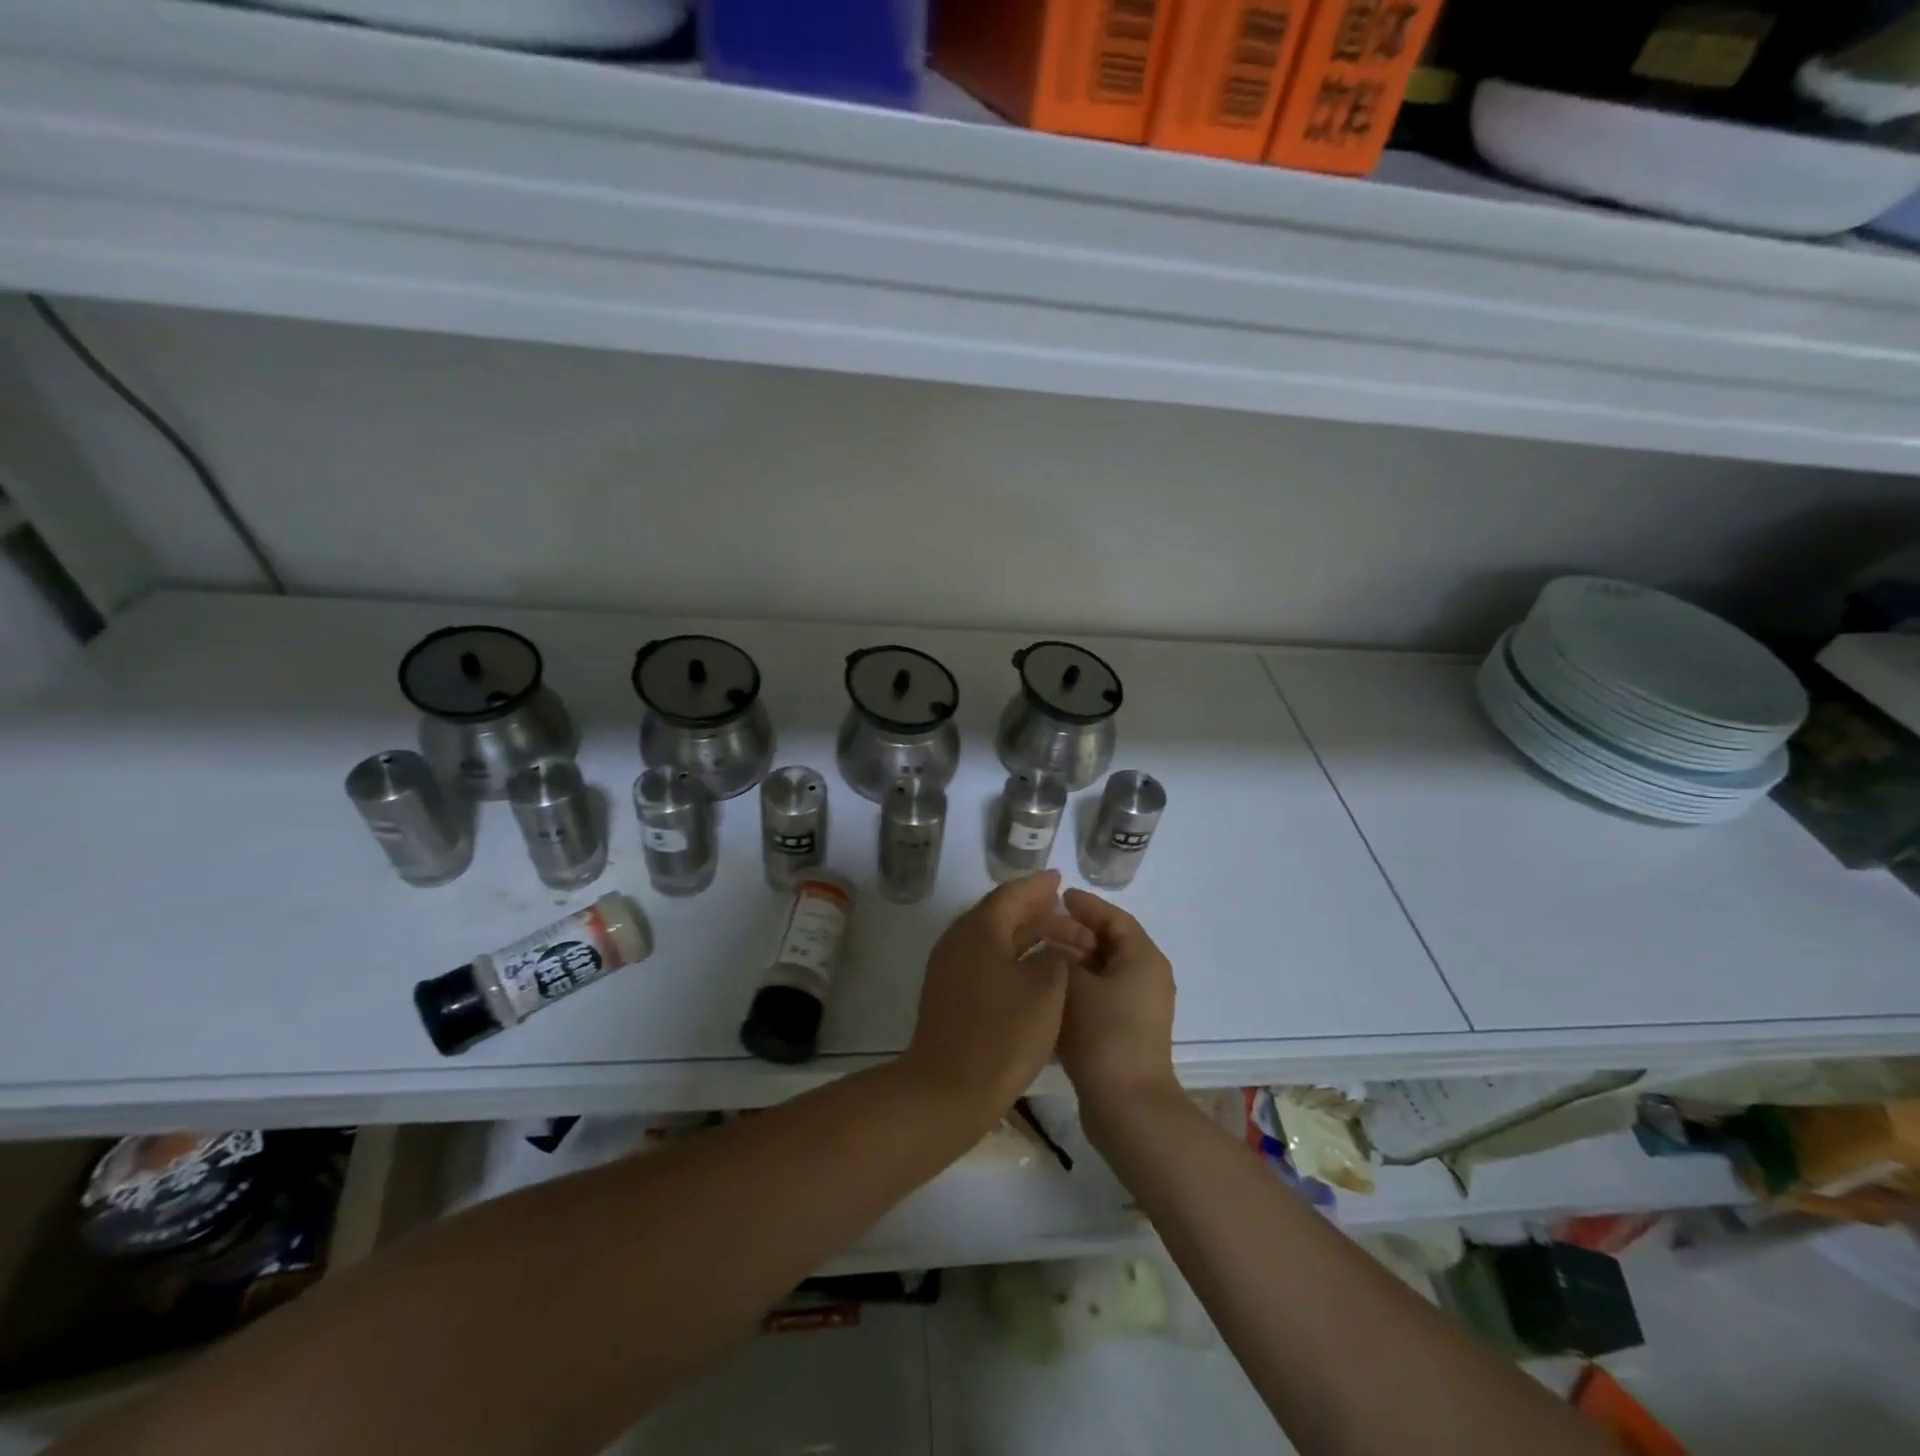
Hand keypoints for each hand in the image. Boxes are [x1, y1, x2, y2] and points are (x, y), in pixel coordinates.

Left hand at [900, 871, 1095, 1125]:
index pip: (1010, 895)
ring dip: (1023, 935)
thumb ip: (1053, 957)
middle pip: (998, 914)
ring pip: (991, 939)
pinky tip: (1031, 970)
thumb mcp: (1045, 990)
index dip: (1038, 887)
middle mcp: (958, 940)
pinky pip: (983, 960)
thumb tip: (1049, 950)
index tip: (1059, 879)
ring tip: (1055, 938)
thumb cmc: (1003, 1034)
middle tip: (1063, 908)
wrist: (948, 1089)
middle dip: (1033, 910)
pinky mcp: (948, 993)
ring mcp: (949, 968)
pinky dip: (1009, 957)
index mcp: (979, 930)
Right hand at [1057, 889, 1179, 1127]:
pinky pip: (1099, 995)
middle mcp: (1146, 977)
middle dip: (1074, 932)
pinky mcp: (1125, 1031)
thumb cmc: (1103, 1033)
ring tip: (1036, 954)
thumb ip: (1059, 957)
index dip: (1087, 905)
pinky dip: (1076, 986)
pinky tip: (1046, 988)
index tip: (1058, 895)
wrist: (1126, 1105)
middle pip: (1108, 943)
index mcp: (1143, 958)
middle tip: (1039, 925)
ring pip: (1101, 971)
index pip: (1115, 918)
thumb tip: (1051, 948)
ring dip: (1072, 961)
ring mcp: (1137, 1007)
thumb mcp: (1073, 984)